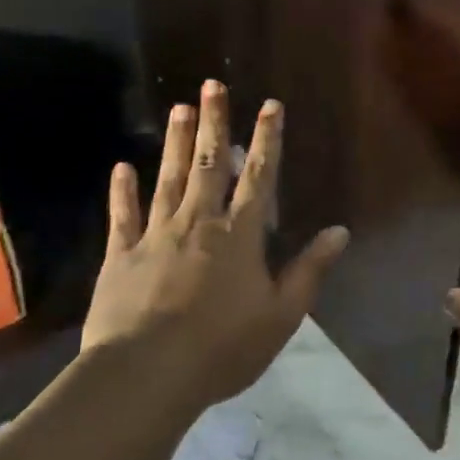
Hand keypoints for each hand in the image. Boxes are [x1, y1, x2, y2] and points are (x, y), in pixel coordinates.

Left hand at [84, 80, 349, 408]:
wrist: (147, 374)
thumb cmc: (223, 346)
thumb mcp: (282, 314)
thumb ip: (310, 269)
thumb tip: (339, 231)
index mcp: (239, 234)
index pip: (259, 176)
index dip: (267, 139)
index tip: (269, 105)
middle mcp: (199, 222)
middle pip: (210, 164)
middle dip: (215, 123)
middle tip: (211, 85)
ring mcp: (156, 235)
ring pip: (169, 179)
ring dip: (175, 143)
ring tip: (178, 108)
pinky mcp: (122, 256)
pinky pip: (123, 217)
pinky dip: (122, 192)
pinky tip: (120, 168)